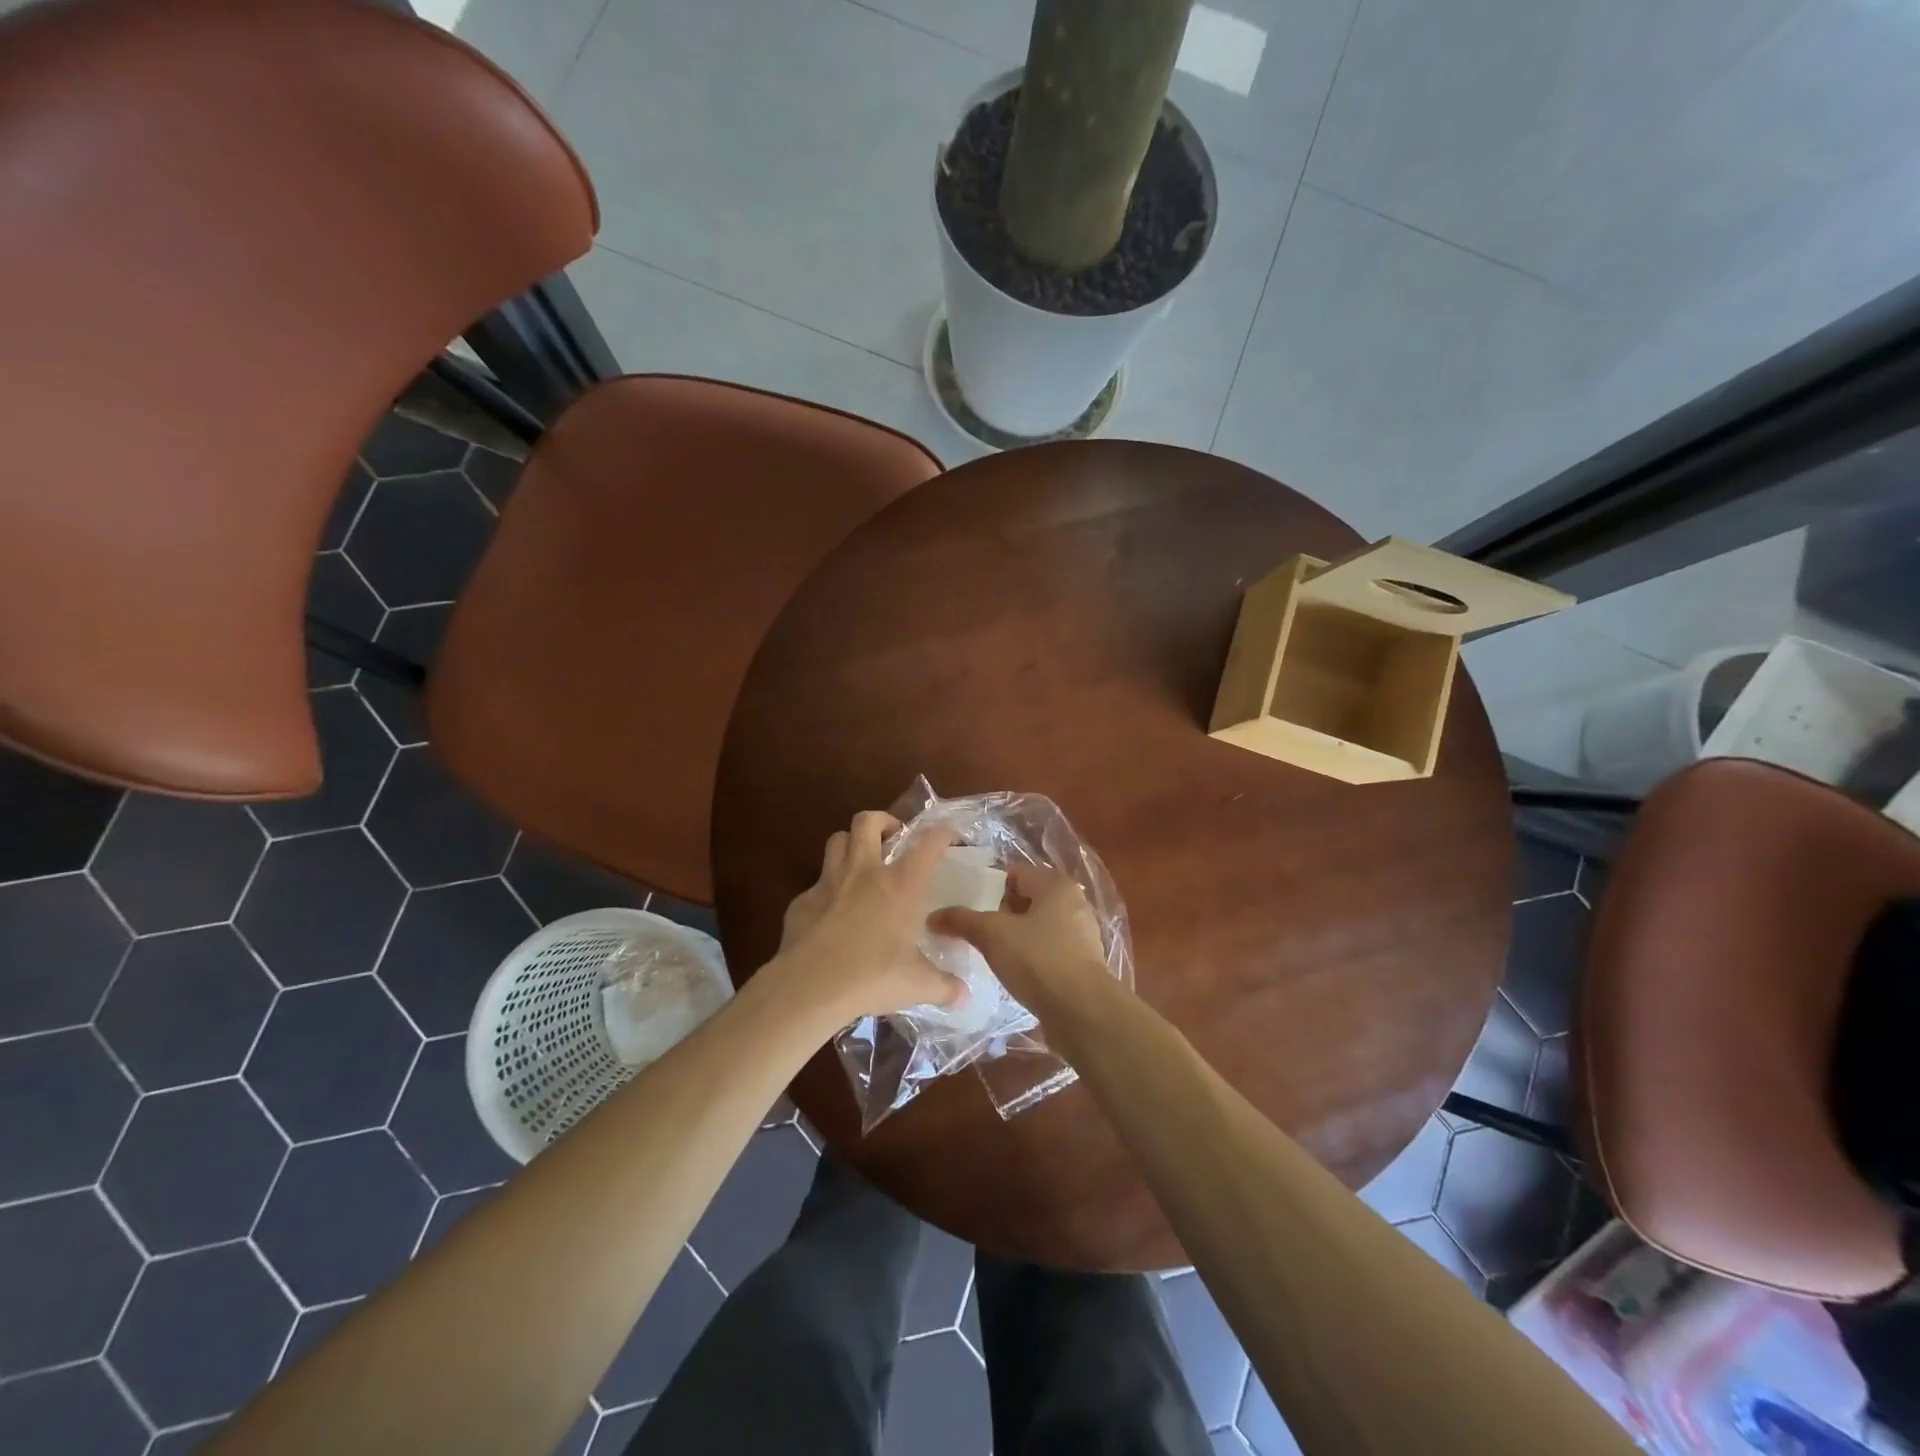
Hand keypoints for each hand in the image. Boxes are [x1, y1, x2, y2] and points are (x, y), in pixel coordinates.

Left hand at [773, 811, 967, 1022]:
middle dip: (882, 821)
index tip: (949, 833)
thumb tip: (964, 995)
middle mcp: (866, 872)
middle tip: (892, 837)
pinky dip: (827, 888)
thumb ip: (944, 986)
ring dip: (850, 843)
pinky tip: (832, 911)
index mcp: (902, 884)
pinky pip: (816, 883)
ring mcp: (829, 882)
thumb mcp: (917, 985)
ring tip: (861, 861)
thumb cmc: (873, 976)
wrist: (811, 986)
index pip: (928, 843)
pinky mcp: (802, 901)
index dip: (942, 832)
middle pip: (868, 821)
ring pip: (837, 840)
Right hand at [927, 863, 1113, 1020]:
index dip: (987, 886)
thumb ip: (962, 920)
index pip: (1014, 872)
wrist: (1083, 1012)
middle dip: (999, 913)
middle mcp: (1072, 902)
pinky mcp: (1082, 962)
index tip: (965, 904)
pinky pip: (1048, 949)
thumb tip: (933, 916)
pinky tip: (1012, 972)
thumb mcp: (992, 935)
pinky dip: (1030, 955)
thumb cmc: (1038, 960)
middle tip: (972, 929)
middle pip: (1025, 898)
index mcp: (1055, 884)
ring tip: (988, 952)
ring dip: (1014, 936)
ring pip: (1037, 925)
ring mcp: (1080, 933)